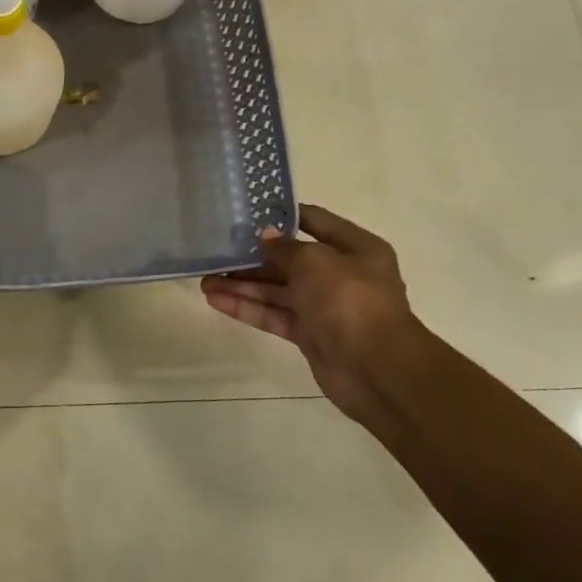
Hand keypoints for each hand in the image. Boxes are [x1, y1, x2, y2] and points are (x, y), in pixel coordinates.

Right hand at [201, 205, 421, 425]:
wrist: (376, 369)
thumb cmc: (350, 301)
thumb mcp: (315, 262)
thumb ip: (285, 248)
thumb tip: (266, 236)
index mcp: (356, 249)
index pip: (315, 222)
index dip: (283, 216)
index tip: (248, 212)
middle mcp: (341, 274)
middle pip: (290, 260)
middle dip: (253, 257)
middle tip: (216, 251)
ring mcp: (325, 306)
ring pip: (277, 290)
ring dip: (243, 285)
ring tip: (205, 280)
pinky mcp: (310, 334)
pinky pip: (274, 315)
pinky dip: (247, 307)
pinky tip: (216, 300)